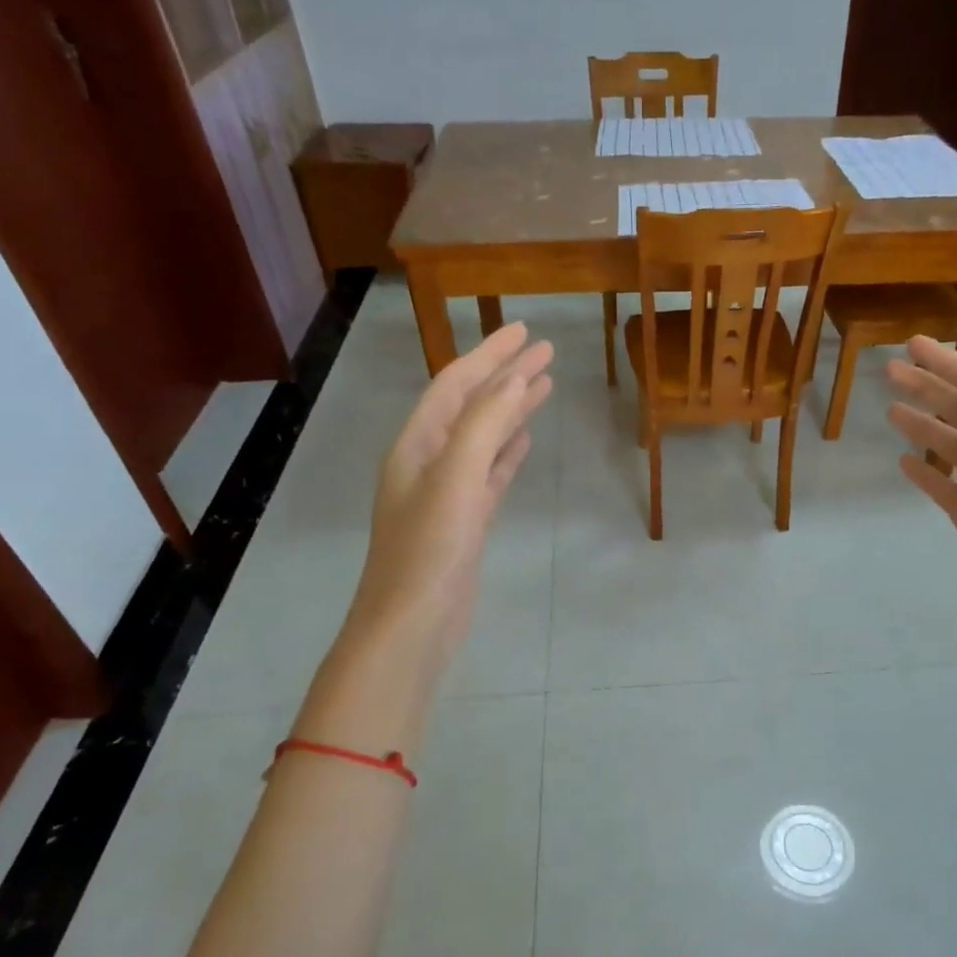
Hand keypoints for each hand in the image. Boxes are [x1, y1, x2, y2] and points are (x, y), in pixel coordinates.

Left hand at [346, 322, 554, 684]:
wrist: (412, 625)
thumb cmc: (429, 550)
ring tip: (543, 386)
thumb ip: (483, 426)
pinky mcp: (466, 521)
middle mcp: (428, 461)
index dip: (489, 355)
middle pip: (472, 406)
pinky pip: (490, 473)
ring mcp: (447, 493)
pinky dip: (507, 452)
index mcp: (417, 444)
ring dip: (511, 410)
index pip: (456, 385)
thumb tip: (513, 380)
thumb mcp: (455, 479)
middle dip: (505, 376)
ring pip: (483, 438)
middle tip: (544, 352)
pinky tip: (525, 440)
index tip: (524, 332)